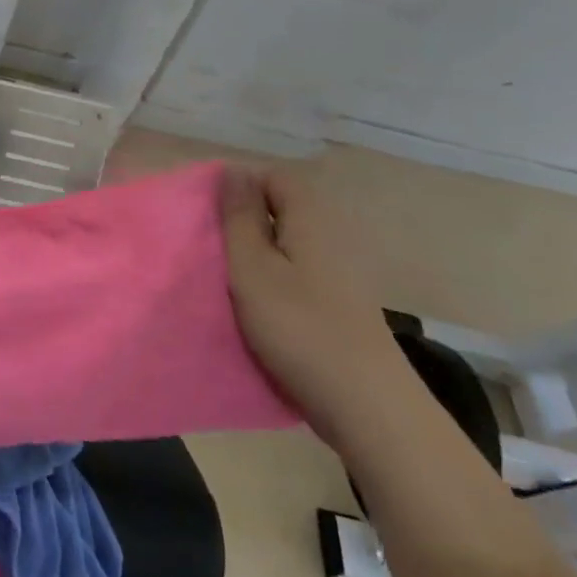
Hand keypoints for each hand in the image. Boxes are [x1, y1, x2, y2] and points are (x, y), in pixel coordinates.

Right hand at [221, 166, 419, 452]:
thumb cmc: (300, 327)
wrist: (368, 407)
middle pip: (280, 211)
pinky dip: (275, 285)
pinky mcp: (341, 307)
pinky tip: (257, 311)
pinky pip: (298, 278)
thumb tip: (233, 169)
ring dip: (256, 259)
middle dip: (243, 225)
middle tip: (212, 251)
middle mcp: (332, 236)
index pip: (273, 177)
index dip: (238, 188)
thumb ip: (239, 216)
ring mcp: (340, 274)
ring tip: (227, 283)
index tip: (209, 217)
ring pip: (286, 248)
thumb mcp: (252, 266)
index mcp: (311, 217)